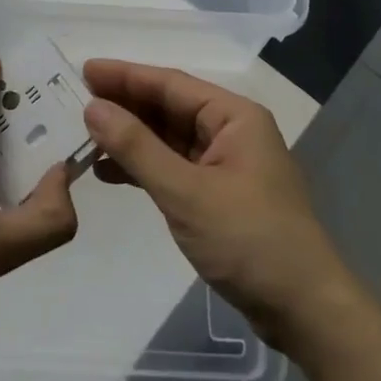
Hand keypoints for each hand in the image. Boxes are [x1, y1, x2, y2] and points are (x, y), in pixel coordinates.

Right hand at [82, 60, 358, 348]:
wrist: (304, 311)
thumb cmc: (249, 241)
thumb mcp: (186, 192)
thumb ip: (137, 148)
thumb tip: (93, 108)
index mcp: (234, 117)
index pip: (170, 84)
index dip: (125, 75)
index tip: (84, 69)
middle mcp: (231, 132)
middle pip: (168, 108)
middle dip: (124, 105)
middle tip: (75, 100)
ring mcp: (225, 165)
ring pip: (168, 139)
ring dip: (130, 138)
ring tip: (84, 137)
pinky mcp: (219, 196)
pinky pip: (173, 168)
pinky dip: (143, 168)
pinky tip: (108, 172)